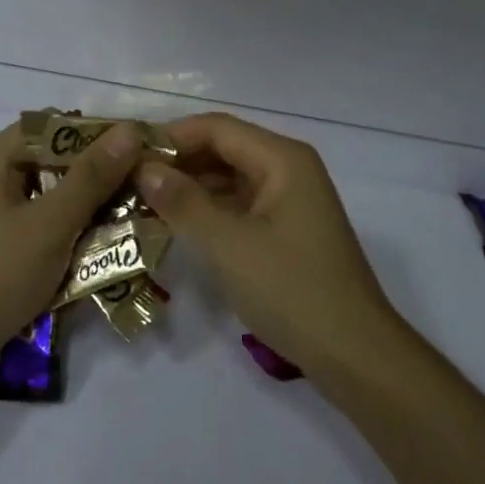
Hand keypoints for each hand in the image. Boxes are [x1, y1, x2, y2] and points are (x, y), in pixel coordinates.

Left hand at [0, 121, 143, 390]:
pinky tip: (113, 249)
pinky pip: (48, 229)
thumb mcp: (49, 224)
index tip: (142, 148)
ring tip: (140, 217)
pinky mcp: (4, 251)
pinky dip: (76, 235)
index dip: (98, 133)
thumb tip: (129, 129)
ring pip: (56, 198)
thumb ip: (91, 177)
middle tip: (148, 187)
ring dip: (93, 208)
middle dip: (101, 175)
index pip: (54, 125)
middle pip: (57, 161)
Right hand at [135, 113, 401, 375]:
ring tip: (143, 200)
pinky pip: (239, 204)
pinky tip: (176, 223)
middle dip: (178, 161)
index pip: (216, 128)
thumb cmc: (292, 290)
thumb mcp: (229, 245)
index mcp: (282, 159)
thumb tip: (144, 168)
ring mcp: (289, 199)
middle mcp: (288, 168)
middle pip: (224, 148)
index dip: (171, 136)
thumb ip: (183, 202)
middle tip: (129, 179)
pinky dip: (208, 209)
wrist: (355, 355)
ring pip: (229, 177)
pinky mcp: (286, 229)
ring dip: (190, 186)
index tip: (129, 153)